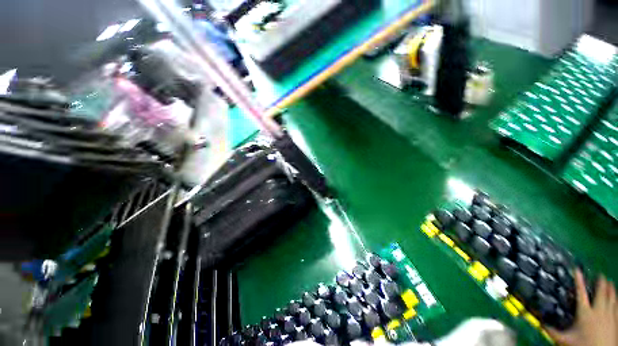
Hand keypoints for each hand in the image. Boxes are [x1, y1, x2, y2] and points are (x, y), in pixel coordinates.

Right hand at [547, 269, 617, 345]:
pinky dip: (616, 299)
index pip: (581, 293)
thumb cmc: (581, 345)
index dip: (579, 280)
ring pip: (612, 298)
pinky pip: (617, 306)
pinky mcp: (616, 320)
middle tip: (600, 275)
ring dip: (610, 288)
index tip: (577, 269)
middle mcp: (598, 310)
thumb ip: (552, 332)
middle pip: (601, 293)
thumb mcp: (565, 340)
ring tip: (610, 282)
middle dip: (601, 282)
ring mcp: (609, 315)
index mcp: (585, 312)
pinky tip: (616, 298)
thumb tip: (540, 323)